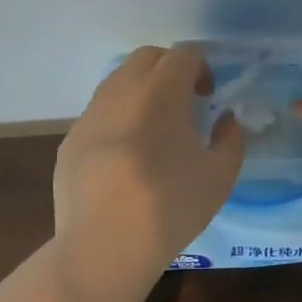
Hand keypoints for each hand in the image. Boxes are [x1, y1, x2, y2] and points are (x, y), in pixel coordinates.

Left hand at [53, 45, 243, 301]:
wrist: (104, 246)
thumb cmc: (170, 207)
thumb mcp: (220, 176)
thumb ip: (231, 139)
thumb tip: (225, 120)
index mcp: (161, 92)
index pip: (183, 55)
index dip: (201, 68)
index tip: (207, 97)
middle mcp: (121, 92)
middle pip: (146, 57)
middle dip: (169, 69)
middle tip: (183, 103)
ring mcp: (89, 115)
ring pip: (117, 81)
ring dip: (140, 91)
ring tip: (154, 129)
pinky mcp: (70, 140)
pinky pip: (98, 113)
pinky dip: (117, 118)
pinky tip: (125, 157)